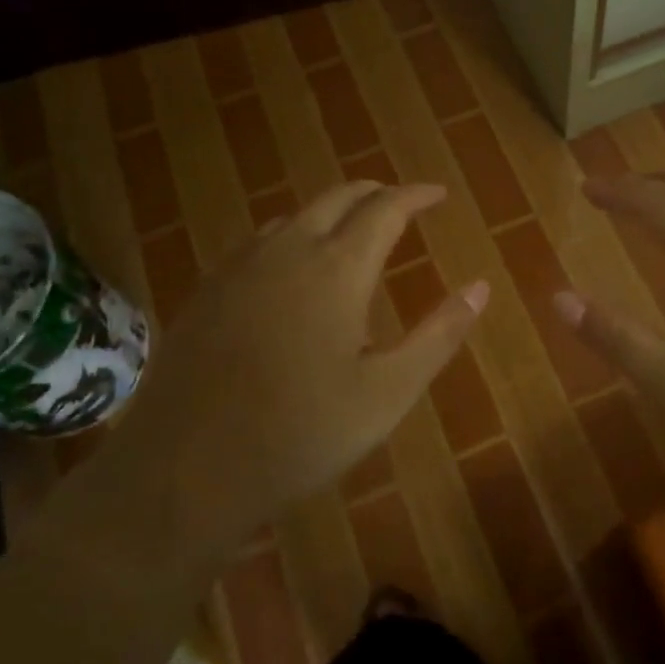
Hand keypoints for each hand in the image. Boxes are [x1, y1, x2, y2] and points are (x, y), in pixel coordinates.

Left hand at [120, 181, 486, 544]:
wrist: (184, 470)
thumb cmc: (301, 433)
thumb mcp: (388, 393)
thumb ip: (439, 334)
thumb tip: (480, 287)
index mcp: (337, 269)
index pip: (385, 209)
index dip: (416, 196)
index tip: (438, 194)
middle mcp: (287, 250)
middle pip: (337, 198)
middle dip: (375, 193)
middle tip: (400, 205)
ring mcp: (239, 267)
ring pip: (294, 216)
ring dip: (331, 213)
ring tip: (352, 233)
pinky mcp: (207, 290)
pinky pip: (259, 241)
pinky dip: (291, 236)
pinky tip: (291, 268)